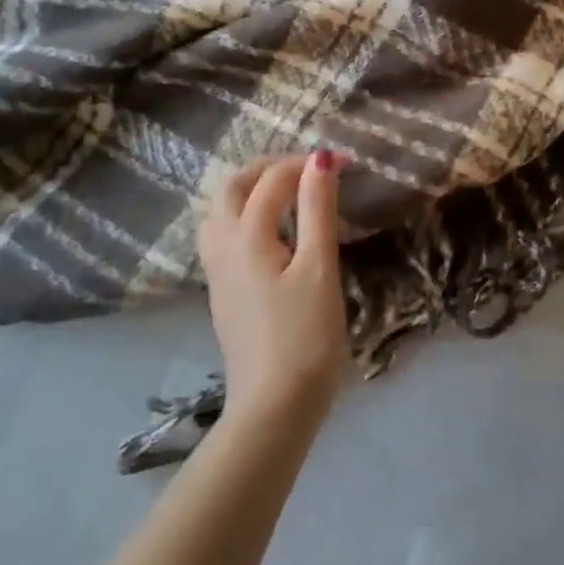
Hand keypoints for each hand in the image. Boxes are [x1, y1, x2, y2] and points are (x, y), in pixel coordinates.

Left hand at [197, 152, 349, 420]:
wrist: (274, 405)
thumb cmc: (305, 335)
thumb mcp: (319, 268)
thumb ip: (318, 209)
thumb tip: (319, 158)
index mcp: (247, 236)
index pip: (272, 180)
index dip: (307, 164)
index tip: (346, 163)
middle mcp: (223, 247)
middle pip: (232, 188)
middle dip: (267, 168)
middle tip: (306, 169)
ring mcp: (217, 273)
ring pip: (218, 213)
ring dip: (248, 191)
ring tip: (285, 194)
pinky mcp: (222, 294)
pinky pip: (221, 237)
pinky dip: (242, 217)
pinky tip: (269, 234)